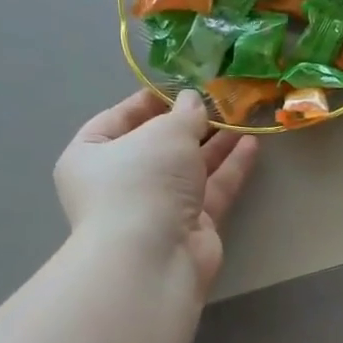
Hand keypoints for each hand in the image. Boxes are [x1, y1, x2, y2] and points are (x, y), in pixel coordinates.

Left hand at [54, 90, 258, 296]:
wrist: (154, 257)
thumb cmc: (143, 183)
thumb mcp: (165, 133)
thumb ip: (185, 114)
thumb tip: (194, 101)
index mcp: (92, 156)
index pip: (118, 119)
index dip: (150, 100)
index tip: (182, 86)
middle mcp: (121, 182)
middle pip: (159, 145)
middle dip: (190, 123)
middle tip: (221, 101)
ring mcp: (157, 206)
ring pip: (189, 167)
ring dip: (216, 143)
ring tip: (243, 117)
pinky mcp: (190, 225)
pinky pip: (212, 189)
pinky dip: (230, 167)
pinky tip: (251, 144)